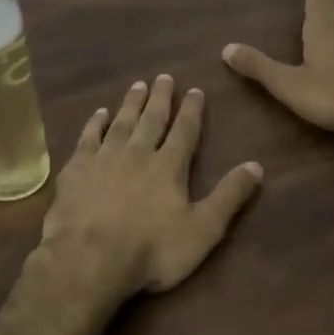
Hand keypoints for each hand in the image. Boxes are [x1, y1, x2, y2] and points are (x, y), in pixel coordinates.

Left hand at [38, 75, 262, 304]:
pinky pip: (88, 137)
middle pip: (151, 119)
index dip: (192, 110)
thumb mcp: (203, 230)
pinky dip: (95, 123)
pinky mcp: (76, 168)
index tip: (195, 90)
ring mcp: (104, 158)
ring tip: (137, 85)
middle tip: (164, 76)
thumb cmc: (152, 250)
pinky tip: (99, 113)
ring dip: (130, 103)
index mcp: (168, 167)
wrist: (90, 257)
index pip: (185, 131)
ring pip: (121, 122)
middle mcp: (137, 153)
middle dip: (160, 97)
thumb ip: (229, 196)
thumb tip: (257, 165)